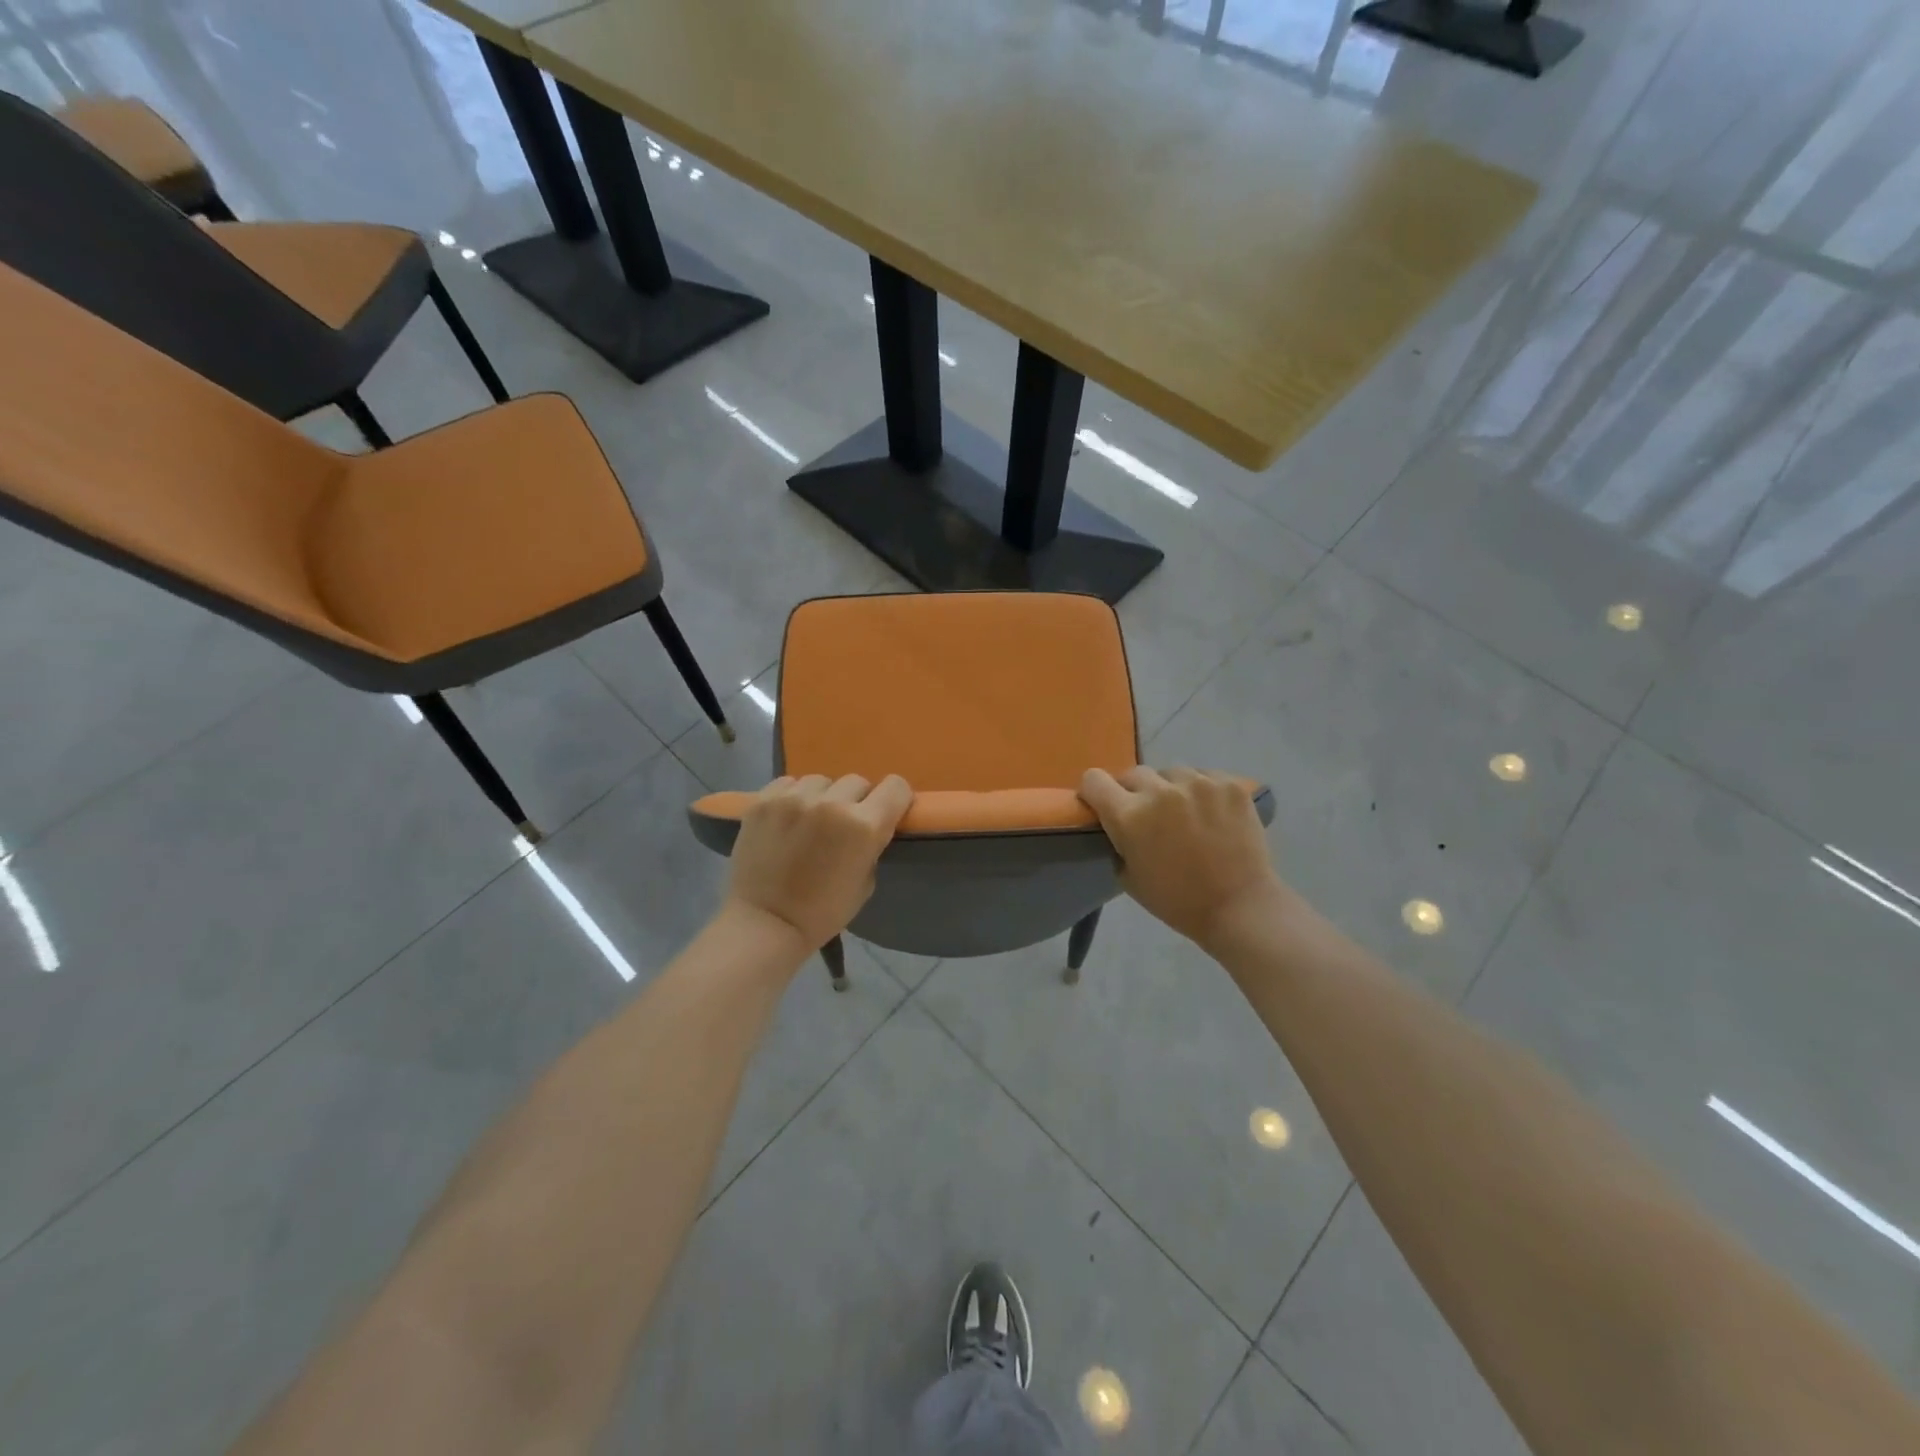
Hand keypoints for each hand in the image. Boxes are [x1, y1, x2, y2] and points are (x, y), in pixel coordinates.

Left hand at [723, 774, 913, 951]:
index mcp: (863, 826)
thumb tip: (868, 826)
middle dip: (855, 801)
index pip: (896, 786)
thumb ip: (871, 845)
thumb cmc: (822, 912)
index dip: (894, 798)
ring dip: (822, 797)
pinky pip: (789, 783)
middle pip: (857, 781)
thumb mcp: (866, 882)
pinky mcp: (763, 800)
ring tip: (810, 821)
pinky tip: (787, 819)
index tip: (886, 811)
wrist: (764, 924)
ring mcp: (794, 798)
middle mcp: (832, 803)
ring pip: (821, 781)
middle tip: (842, 825)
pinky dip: (793, 796)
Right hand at [1079, 766, 1285, 947]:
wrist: (1240, 907)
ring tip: (1185, 814)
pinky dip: (1202, 791)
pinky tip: (1211, 814)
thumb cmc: (1177, 901)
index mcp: (1129, 815)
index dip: (1095, 791)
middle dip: (1134, 793)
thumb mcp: (1128, 876)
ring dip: (1170, 789)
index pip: (1094, 779)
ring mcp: (1198, 783)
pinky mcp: (1229, 784)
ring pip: (1171, 773)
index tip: (1103, 805)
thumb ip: (1117, 840)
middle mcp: (1160, 790)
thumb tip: (1116, 822)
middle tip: (1148, 816)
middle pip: (1133, 774)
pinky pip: (1204, 776)